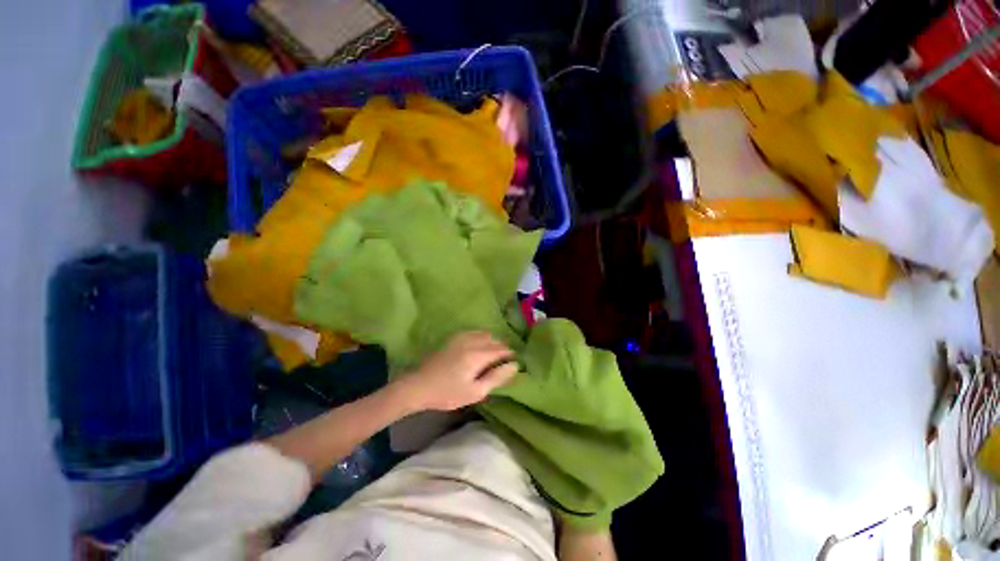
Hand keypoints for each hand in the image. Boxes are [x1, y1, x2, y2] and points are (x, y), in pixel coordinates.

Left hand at [393, 332, 518, 412]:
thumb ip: (496, 378)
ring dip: (492, 341)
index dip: (510, 354)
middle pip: (494, 339)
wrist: (418, 385)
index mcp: (477, 355)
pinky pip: (474, 332)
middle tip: (503, 361)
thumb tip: (514, 366)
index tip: (514, 362)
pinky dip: (481, 337)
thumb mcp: (475, 392)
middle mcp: (471, 341)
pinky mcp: (453, 337)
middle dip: (502, 347)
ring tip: (492, 355)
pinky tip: (479, 347)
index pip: (501, 349)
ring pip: (484, 334)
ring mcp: (461, 337)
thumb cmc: (447, 393)